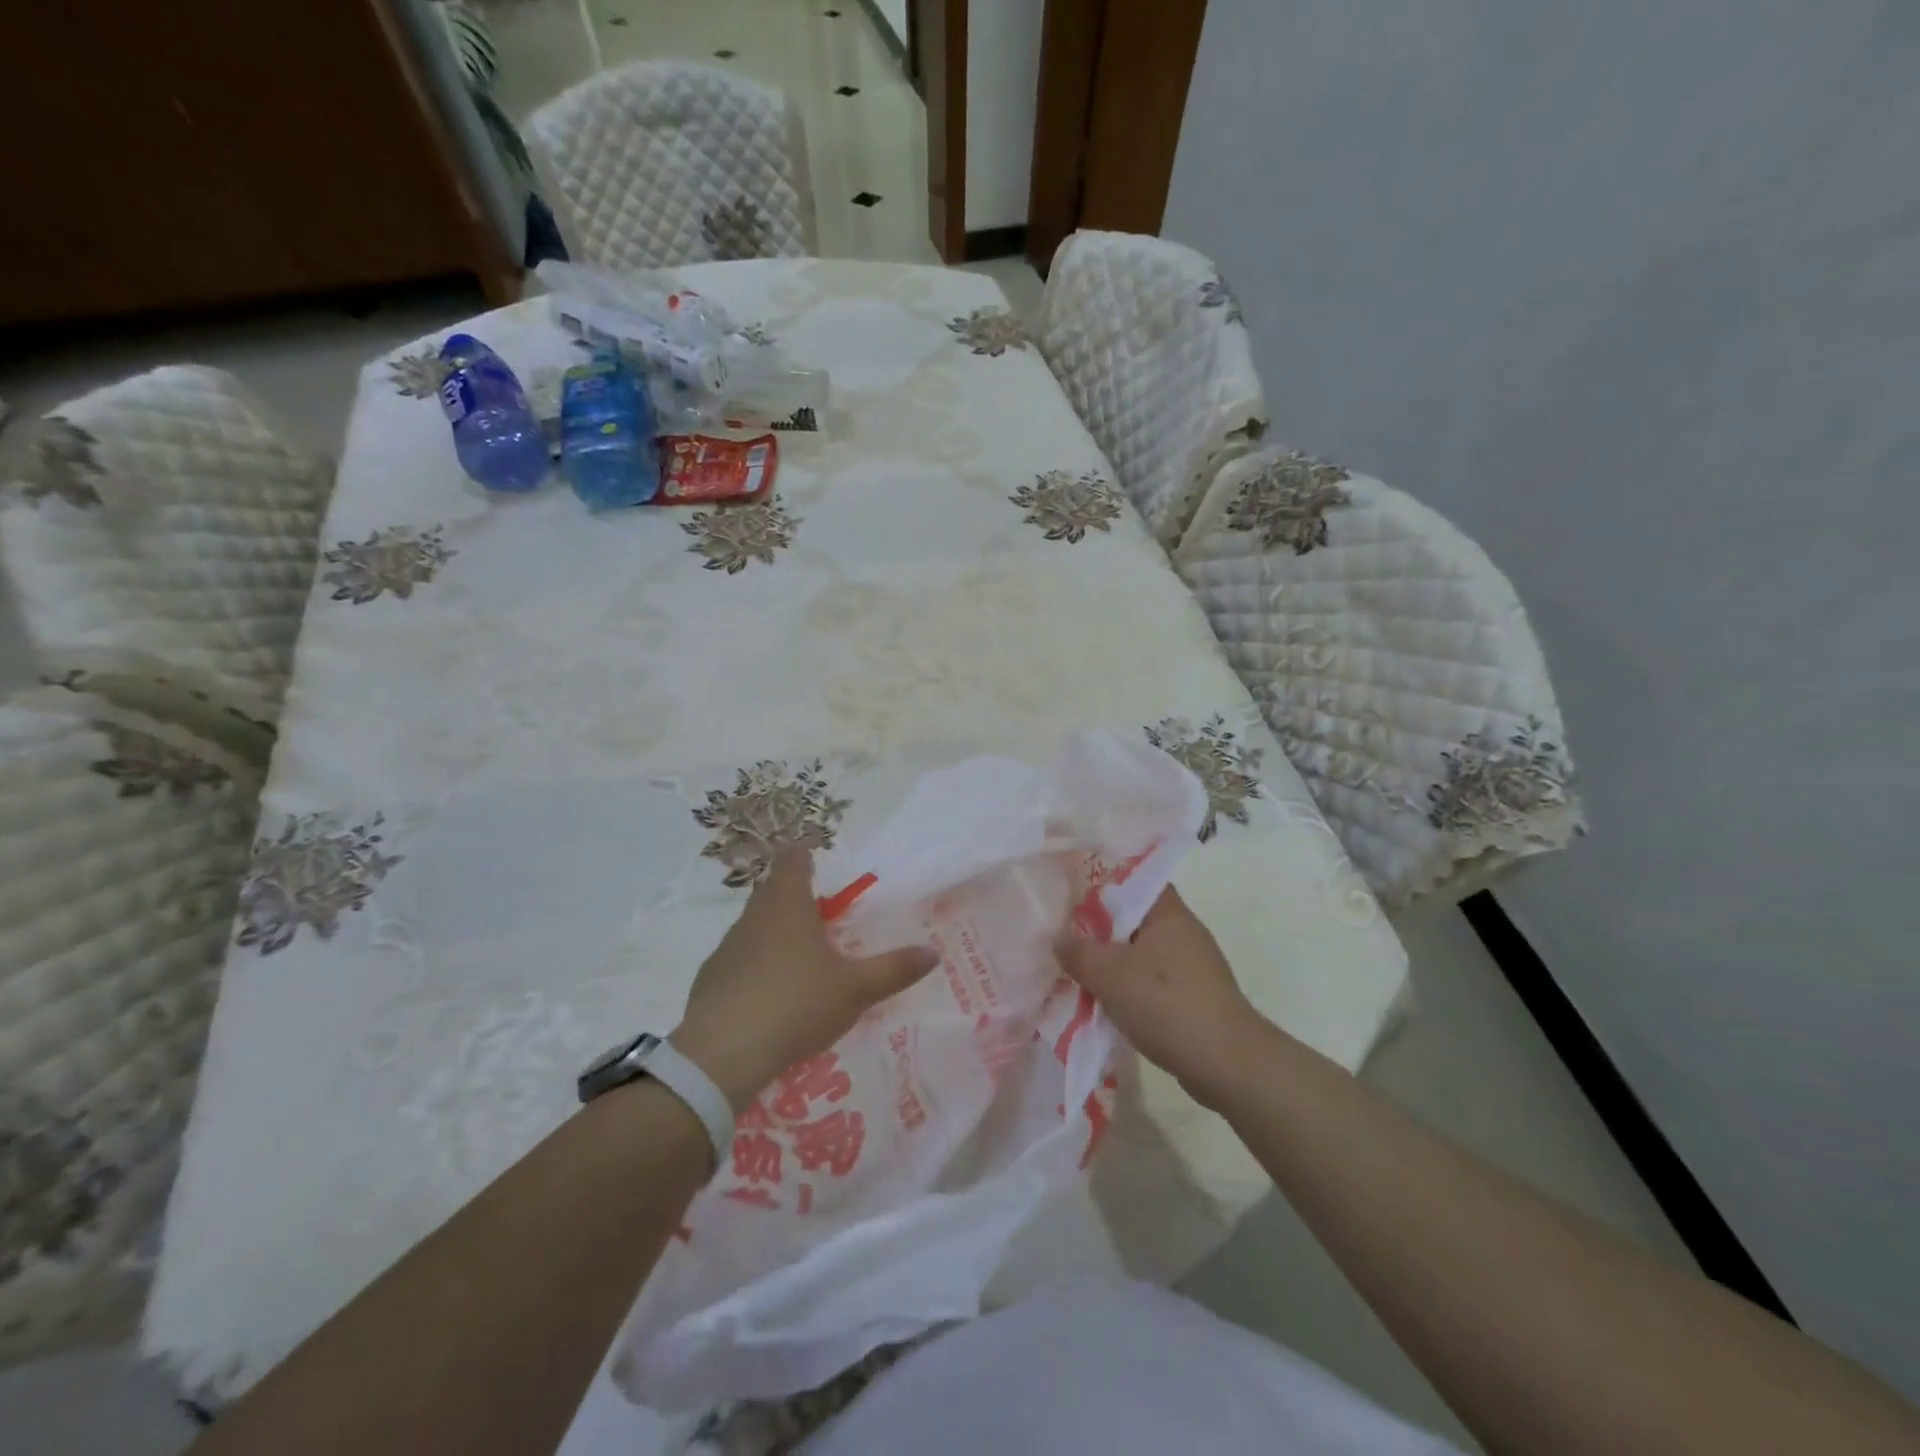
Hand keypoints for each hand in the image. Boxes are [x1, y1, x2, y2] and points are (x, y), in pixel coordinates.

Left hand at [670, 848, 938, 1112]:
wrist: (722, 1055)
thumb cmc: (797, 1004)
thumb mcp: (855, 989)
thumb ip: (894, 969)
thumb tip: (933, 953)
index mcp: (788, 904)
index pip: (792, 860)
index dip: (805, 857)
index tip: (818, 866)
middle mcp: (753, 916)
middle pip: (773, 892)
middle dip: (796, 901)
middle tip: (824, 923)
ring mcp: (727, 948)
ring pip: (754, 928)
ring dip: (775, 937)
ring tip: (801, 966)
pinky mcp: (709, 981)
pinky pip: (738, 963)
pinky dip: (755, 971)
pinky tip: (770, 1000)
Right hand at [1053, 885, 1268, 1106]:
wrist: (1226, 1063)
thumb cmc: (1166, 1003)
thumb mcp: (1109, 975)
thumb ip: (1078, 952)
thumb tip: (1058, 938)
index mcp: (1168, 912)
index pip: (1135, 880)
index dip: (1103, 883)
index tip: (1073, 895)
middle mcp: (1184, 931)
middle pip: (1134, 919)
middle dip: (1100, 930)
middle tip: (1066, 937)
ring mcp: (1193, 966)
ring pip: (1142, 954)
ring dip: (1114, 964)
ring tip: (1080, 973)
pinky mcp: (1195, 997)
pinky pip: (1153, 982)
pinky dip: (1131, 989)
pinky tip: (1108, 1004)